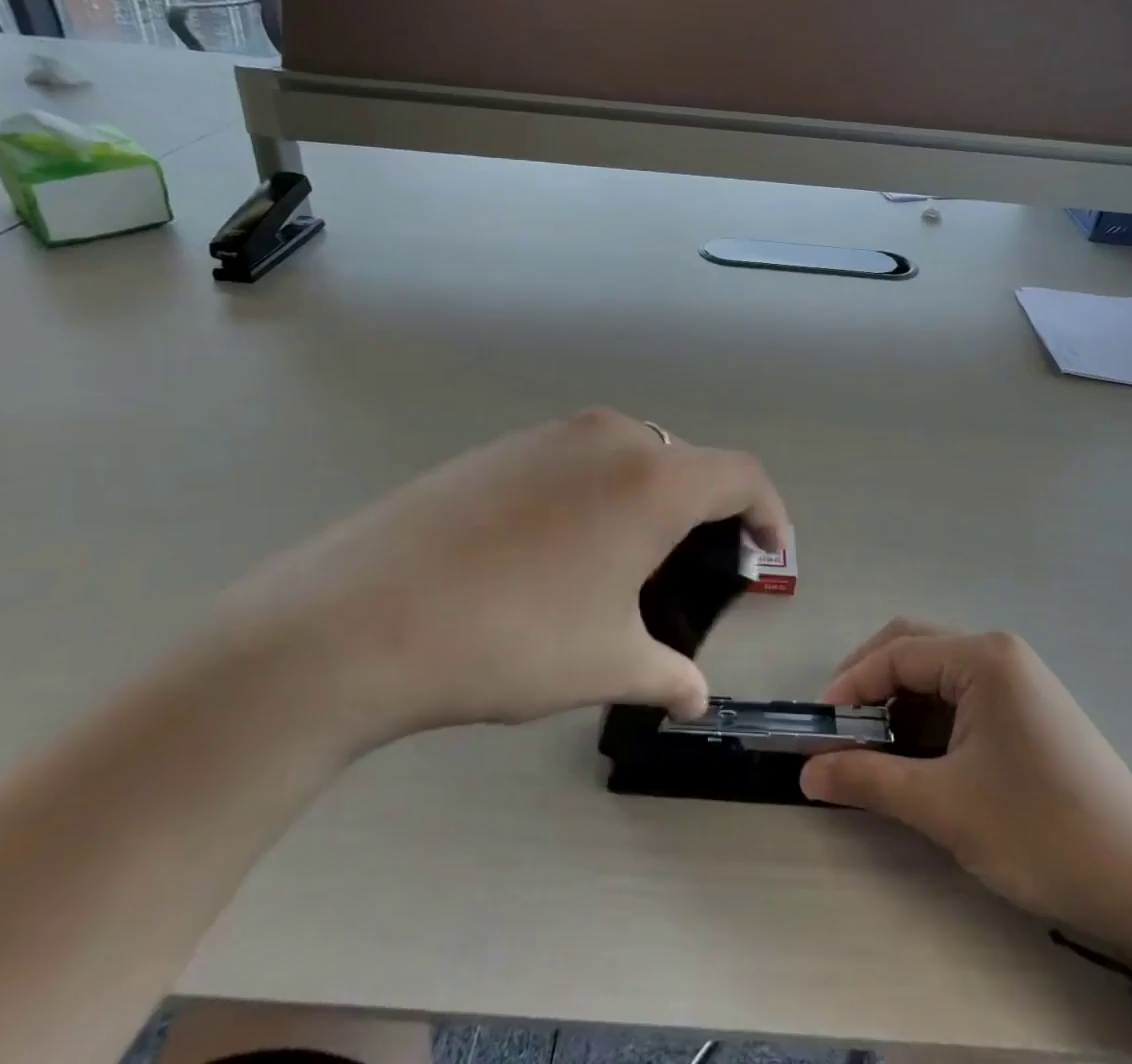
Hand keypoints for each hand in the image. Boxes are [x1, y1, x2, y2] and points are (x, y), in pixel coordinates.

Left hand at [216, 409, 787, 751]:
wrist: (362, 615)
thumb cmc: (512, 637)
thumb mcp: (605, 663)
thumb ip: (667, 675)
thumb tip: (695, 696)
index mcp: (653, 478)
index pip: (742, 477)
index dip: (769, 516)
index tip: (768, 560)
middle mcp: (610, 437)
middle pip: (687, 463)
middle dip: (707, 515)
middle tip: (695, 574)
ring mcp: (550, 435)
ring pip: (630, 458)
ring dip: (649, 503)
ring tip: (625, 567)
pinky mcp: (503, 447)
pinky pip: (578, 461)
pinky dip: (598, 495)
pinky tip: (559, 553)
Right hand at [800, 622, 1131, 975]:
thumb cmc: (1042, 833)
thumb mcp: (946, 808)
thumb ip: (869, 780)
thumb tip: (807, 773)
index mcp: (984, 658)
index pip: (897, 653)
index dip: (850, 684)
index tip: (819, 726)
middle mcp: (1000, 655)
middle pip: (915, 651)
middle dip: (870, 686)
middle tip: (839, 730)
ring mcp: (1018, 682)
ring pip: (936, 677)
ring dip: (898, 707)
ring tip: (874, 752)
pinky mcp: (1028, 713)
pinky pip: (962, 700)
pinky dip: (929, 723)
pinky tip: (918, 760)